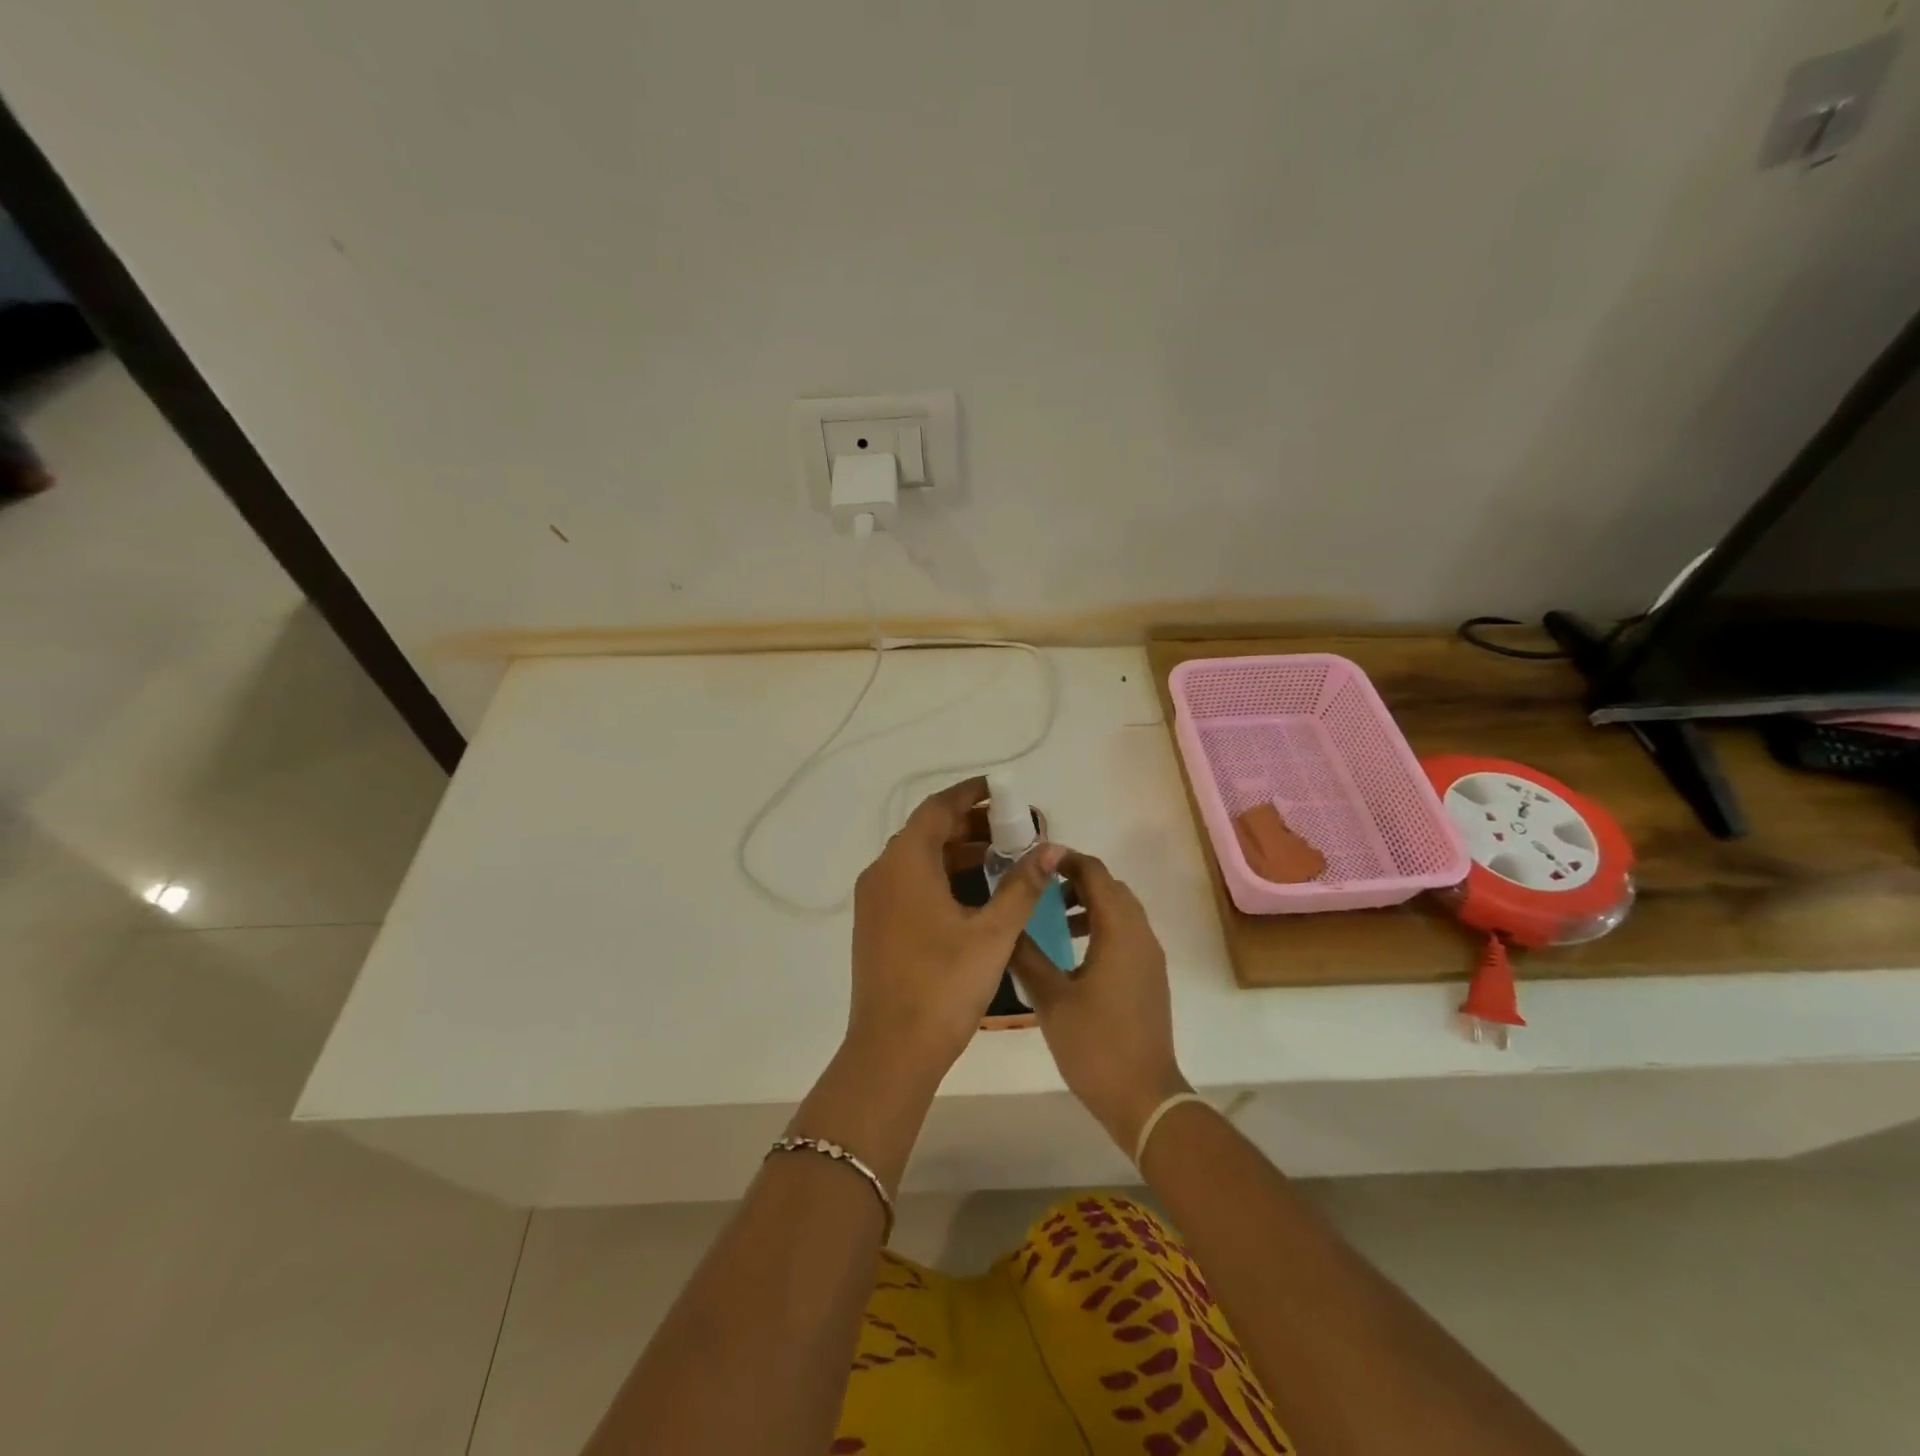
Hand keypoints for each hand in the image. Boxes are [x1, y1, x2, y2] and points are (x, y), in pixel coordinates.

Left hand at [848, 776, 1061, 1081]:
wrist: (892, 1050)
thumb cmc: (945, 984)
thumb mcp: (993, 933)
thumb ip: (1022, 886)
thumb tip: (1052, 848)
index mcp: (906, 862)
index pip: (938, 808)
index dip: (971, 795)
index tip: (1002, 790)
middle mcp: (883, 872)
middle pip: (927, 831)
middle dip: (970, 825)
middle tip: (1013, 829)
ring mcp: (874, 900)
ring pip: (918, 859)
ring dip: (957, 853)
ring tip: (1002, 858)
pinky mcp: (875, 925)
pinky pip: (909, 882)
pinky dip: (941, 876)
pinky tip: (974, 894)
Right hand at [1013, 852, 1188, 1152]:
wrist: (1144, 1097)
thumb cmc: (1095, 1044)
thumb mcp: (1051, 998)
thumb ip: (1026, 955)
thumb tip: (1005, 925)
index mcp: (1119, 930)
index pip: (1095, 873)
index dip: (1065, 859)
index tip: (1034, 860)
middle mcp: (1140, 934)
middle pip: (1110, 887)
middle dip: (1076, 880)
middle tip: (1039, 889)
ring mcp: (1149, 957)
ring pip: (1120, 911)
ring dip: (1089, 904)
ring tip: (1053, 921)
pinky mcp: (1149, 976)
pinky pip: (1126, 933)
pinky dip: (1101, 926)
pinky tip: (1072, 953)